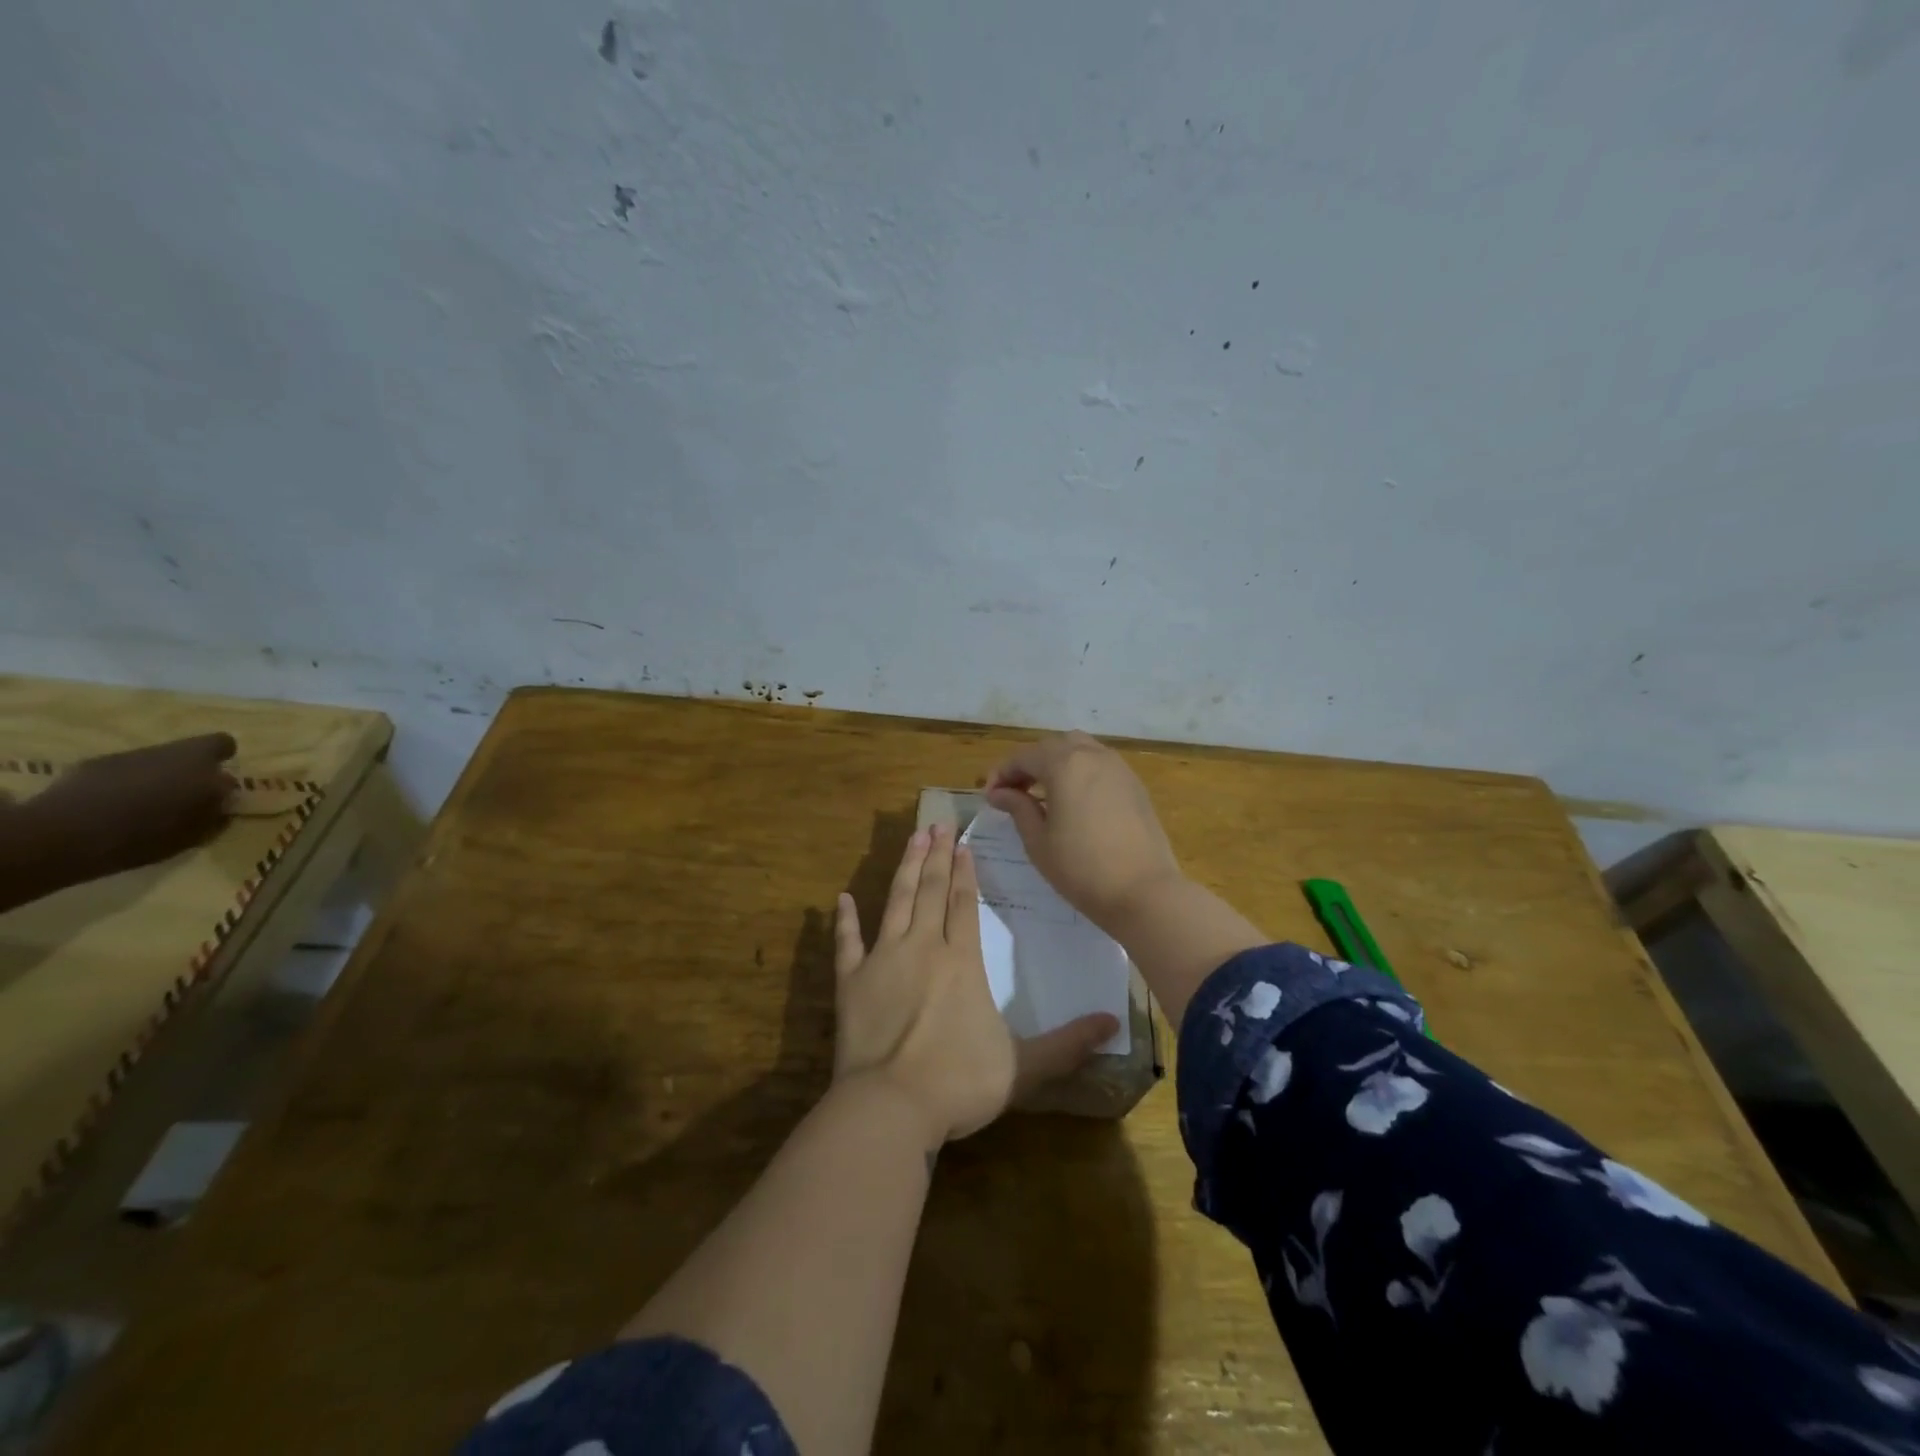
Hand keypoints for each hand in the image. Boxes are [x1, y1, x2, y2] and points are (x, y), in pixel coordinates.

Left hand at [20, 733, 237, 882]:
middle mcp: (165, 751)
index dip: (222, 758)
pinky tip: (113, 810)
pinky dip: (122, 787)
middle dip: (188, 772)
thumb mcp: (198, 831)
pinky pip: (119, 773)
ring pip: (152, 763)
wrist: (63, 836)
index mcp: (199, 761)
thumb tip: (224, 799)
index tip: (218, 780)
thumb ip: (216, 809)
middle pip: (185, 753)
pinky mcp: (89, 767)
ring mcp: (124, 757)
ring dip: (155, 780)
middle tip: (185, 799)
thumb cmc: (146, 834)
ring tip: (146, 808)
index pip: (222, 743)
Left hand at [833, 822, 1118, 1144]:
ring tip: (911, 839)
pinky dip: (844, 921)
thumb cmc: (960, 1082)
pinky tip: (842, 899)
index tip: (962, 843)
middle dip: (936, 855)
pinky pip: (847, 943)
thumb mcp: (1025, 1066)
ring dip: (905, 869)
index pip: (964, 902)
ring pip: (895, 902)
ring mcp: (882, 960)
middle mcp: (922, 947)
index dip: (964, 870)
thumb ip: (1068, 1043)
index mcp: (961, 960)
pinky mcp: (850, 982)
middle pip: (931, 891)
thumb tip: (1114, 1024)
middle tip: (937, 823)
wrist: (891, 1106)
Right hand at [984, 731, 1183, 936]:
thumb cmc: (1082, 869)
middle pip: (1053, 746)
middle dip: (1029, 764)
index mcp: (1065, 764)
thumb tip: (1000, 793)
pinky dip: (1081, 772)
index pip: (1024, 756)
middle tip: (1014, 792)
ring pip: (1080, 750)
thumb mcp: (1039, 842)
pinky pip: (1100, 765)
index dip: (1002, 773)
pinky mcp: (1135, 785)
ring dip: (1057, 763)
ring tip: (1044, 793)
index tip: (990, 797)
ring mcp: (1118, 768)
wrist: (1144, 892)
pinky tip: (1074, 800)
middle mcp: (1093, 756)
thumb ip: (1018, 808)